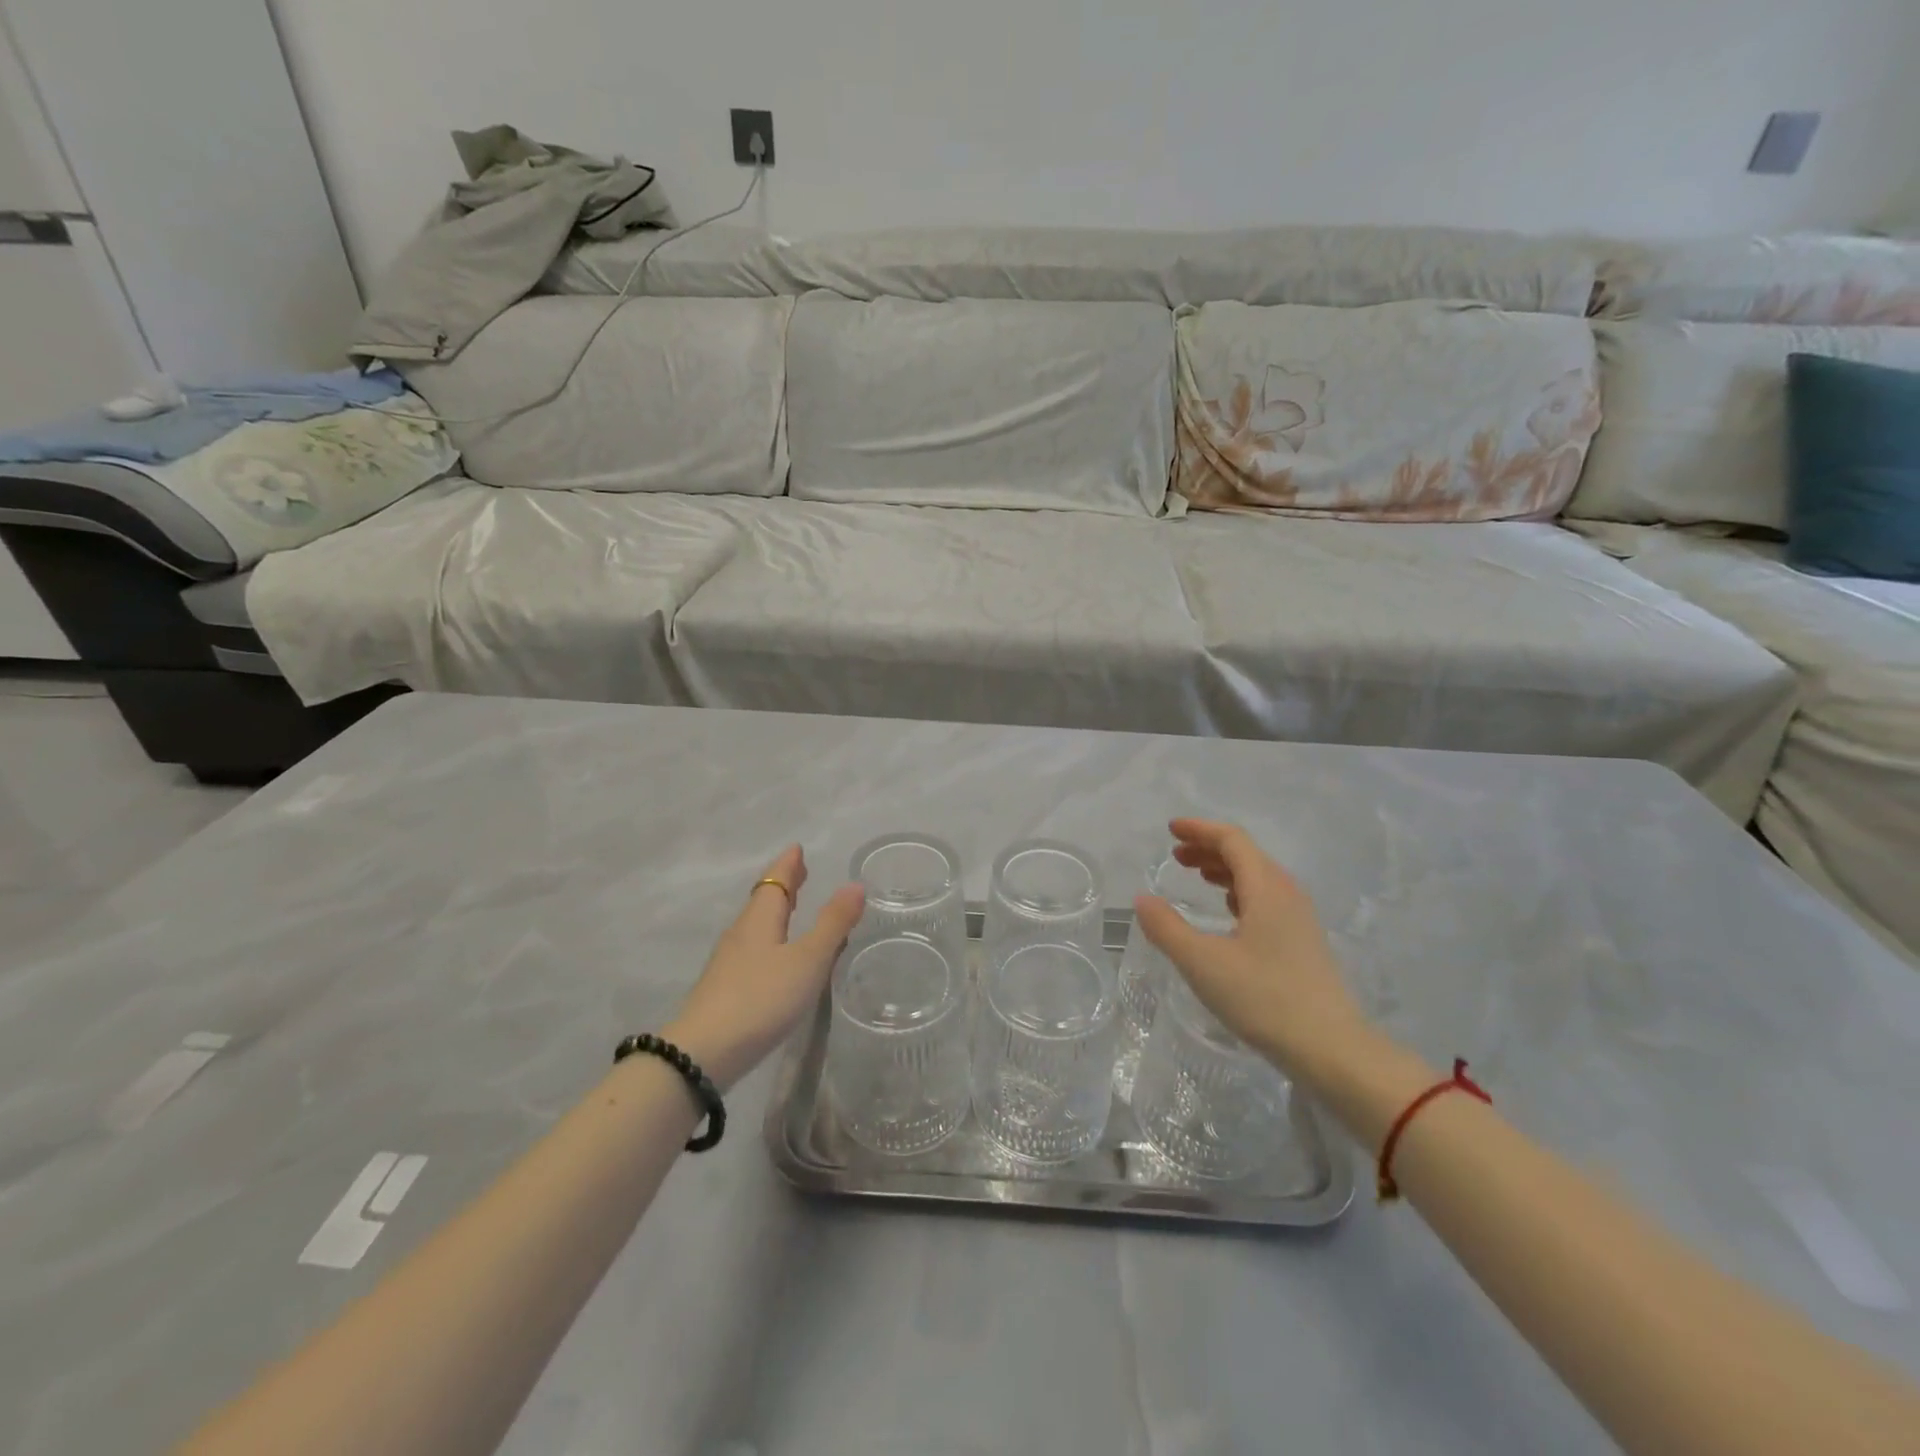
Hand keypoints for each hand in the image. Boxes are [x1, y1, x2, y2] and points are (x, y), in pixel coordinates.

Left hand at [666, 846, 865, 1089]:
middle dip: (783, 885)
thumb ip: (832, 924)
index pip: (776, 881)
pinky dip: (770, 939)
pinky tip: (776, 957)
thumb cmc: (762, 997)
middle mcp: (741, 933)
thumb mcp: (808, 960)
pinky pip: (752, 949)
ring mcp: (728, 962)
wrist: (704, 1053)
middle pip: (763, 900)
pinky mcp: (724, 988)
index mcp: (760, 919)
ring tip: (792, 910)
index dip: (789, 865)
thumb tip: (854, 884)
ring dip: (775, 912)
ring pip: (756, 926)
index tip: (797, 848)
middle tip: (800, 872)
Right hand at [1132, 819, 1365, 1074]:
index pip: (1232, 840)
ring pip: (1258, 877)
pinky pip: (1267, 899)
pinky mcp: (1304, 942)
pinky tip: (1228, 911)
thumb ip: (1166, 928)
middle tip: (1175, 856)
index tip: (1170, 829)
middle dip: (1208, 848)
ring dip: (1224, 870)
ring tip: (1196, 877)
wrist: (1331, 1050)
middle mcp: (1287, 893)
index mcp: (1266, 888)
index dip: (1200, 829)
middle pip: (1246, 855)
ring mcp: (1300, 918)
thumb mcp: (1202, 963)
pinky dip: (1240, 892)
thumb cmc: (1263, 998)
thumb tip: (1142, 899)